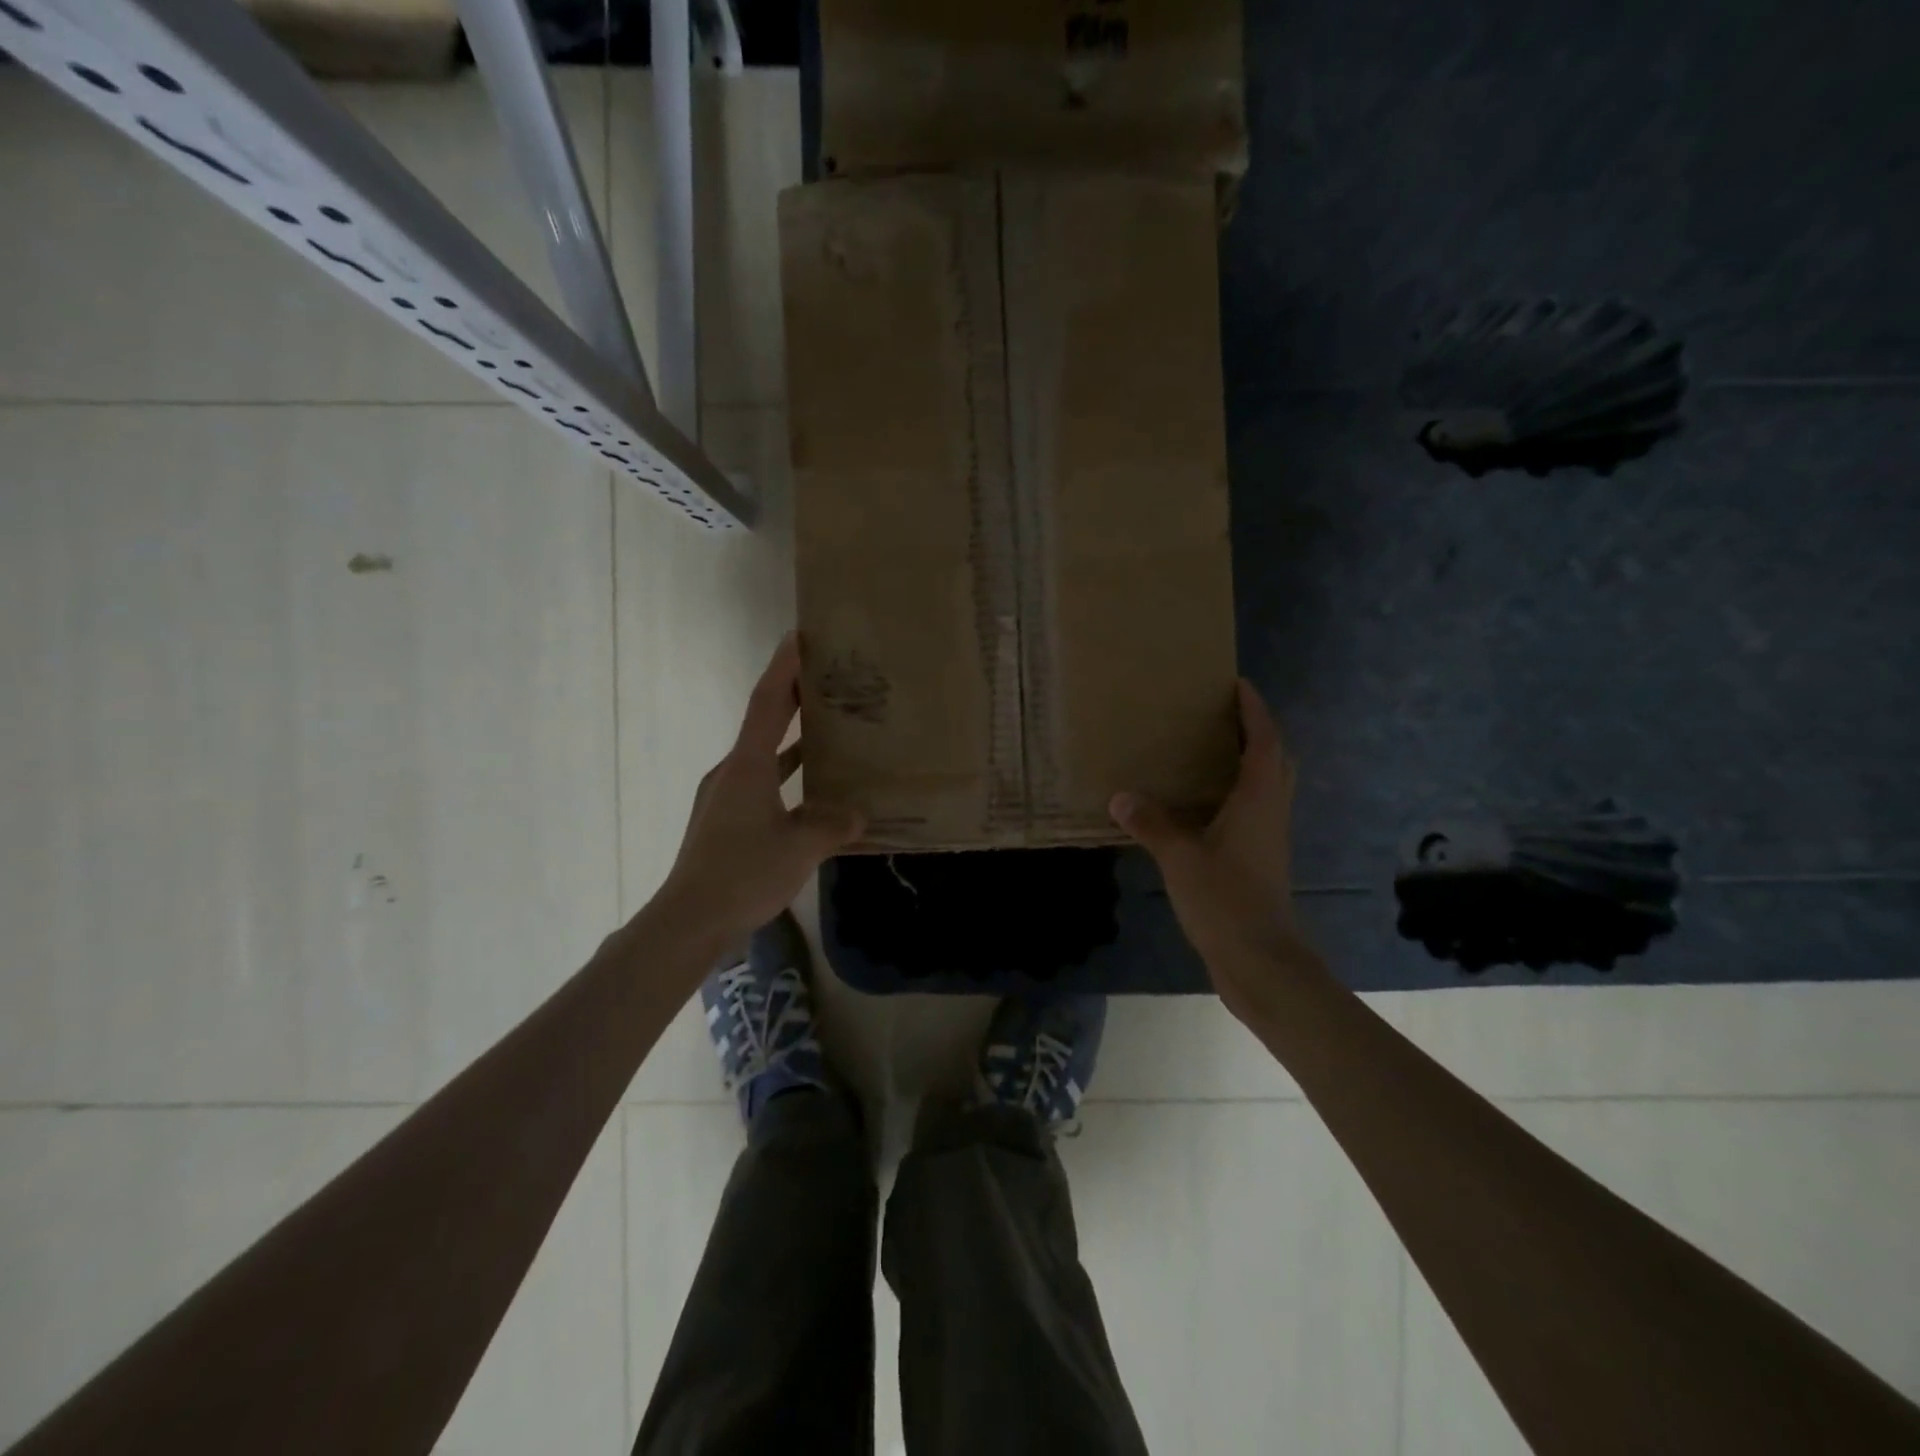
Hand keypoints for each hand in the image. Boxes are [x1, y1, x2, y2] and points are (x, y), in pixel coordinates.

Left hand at [654, 633, 864, 953]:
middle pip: (765, 723)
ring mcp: (725, 797)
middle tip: (827, 679)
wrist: (689, 921)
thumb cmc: (743, 873)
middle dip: (794, 699)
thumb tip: (858, 813)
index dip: (785, 668)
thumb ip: (833, 825)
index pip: (768, 703)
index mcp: (747, 766)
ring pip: (765, 758)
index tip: (800, 637)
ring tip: (830, 733)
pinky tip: (813, 794)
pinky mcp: (726, 821)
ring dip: (794, 743)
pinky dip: (788, 779)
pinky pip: (763, 786)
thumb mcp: (800, 848)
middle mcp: (733, 772)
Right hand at [1108, 680, 1316, 1020]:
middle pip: (1275, 760)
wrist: (1261, 960)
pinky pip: (1253, 811)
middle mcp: (1271, 812)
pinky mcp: (1260, 861)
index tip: (1239, 684)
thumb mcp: (1180, 857)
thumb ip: (1151, 824)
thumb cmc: (1227, 899)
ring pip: (1267, 787)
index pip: (1264, 741)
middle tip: (1224, 716)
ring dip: (1249, 762)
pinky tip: (1202, 805)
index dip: (1255, 710)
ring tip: (1211, 752)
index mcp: (1259, 800)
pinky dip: (1235, 795)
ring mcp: (1268, 839)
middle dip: (1256, 732)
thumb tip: (1120, 797)